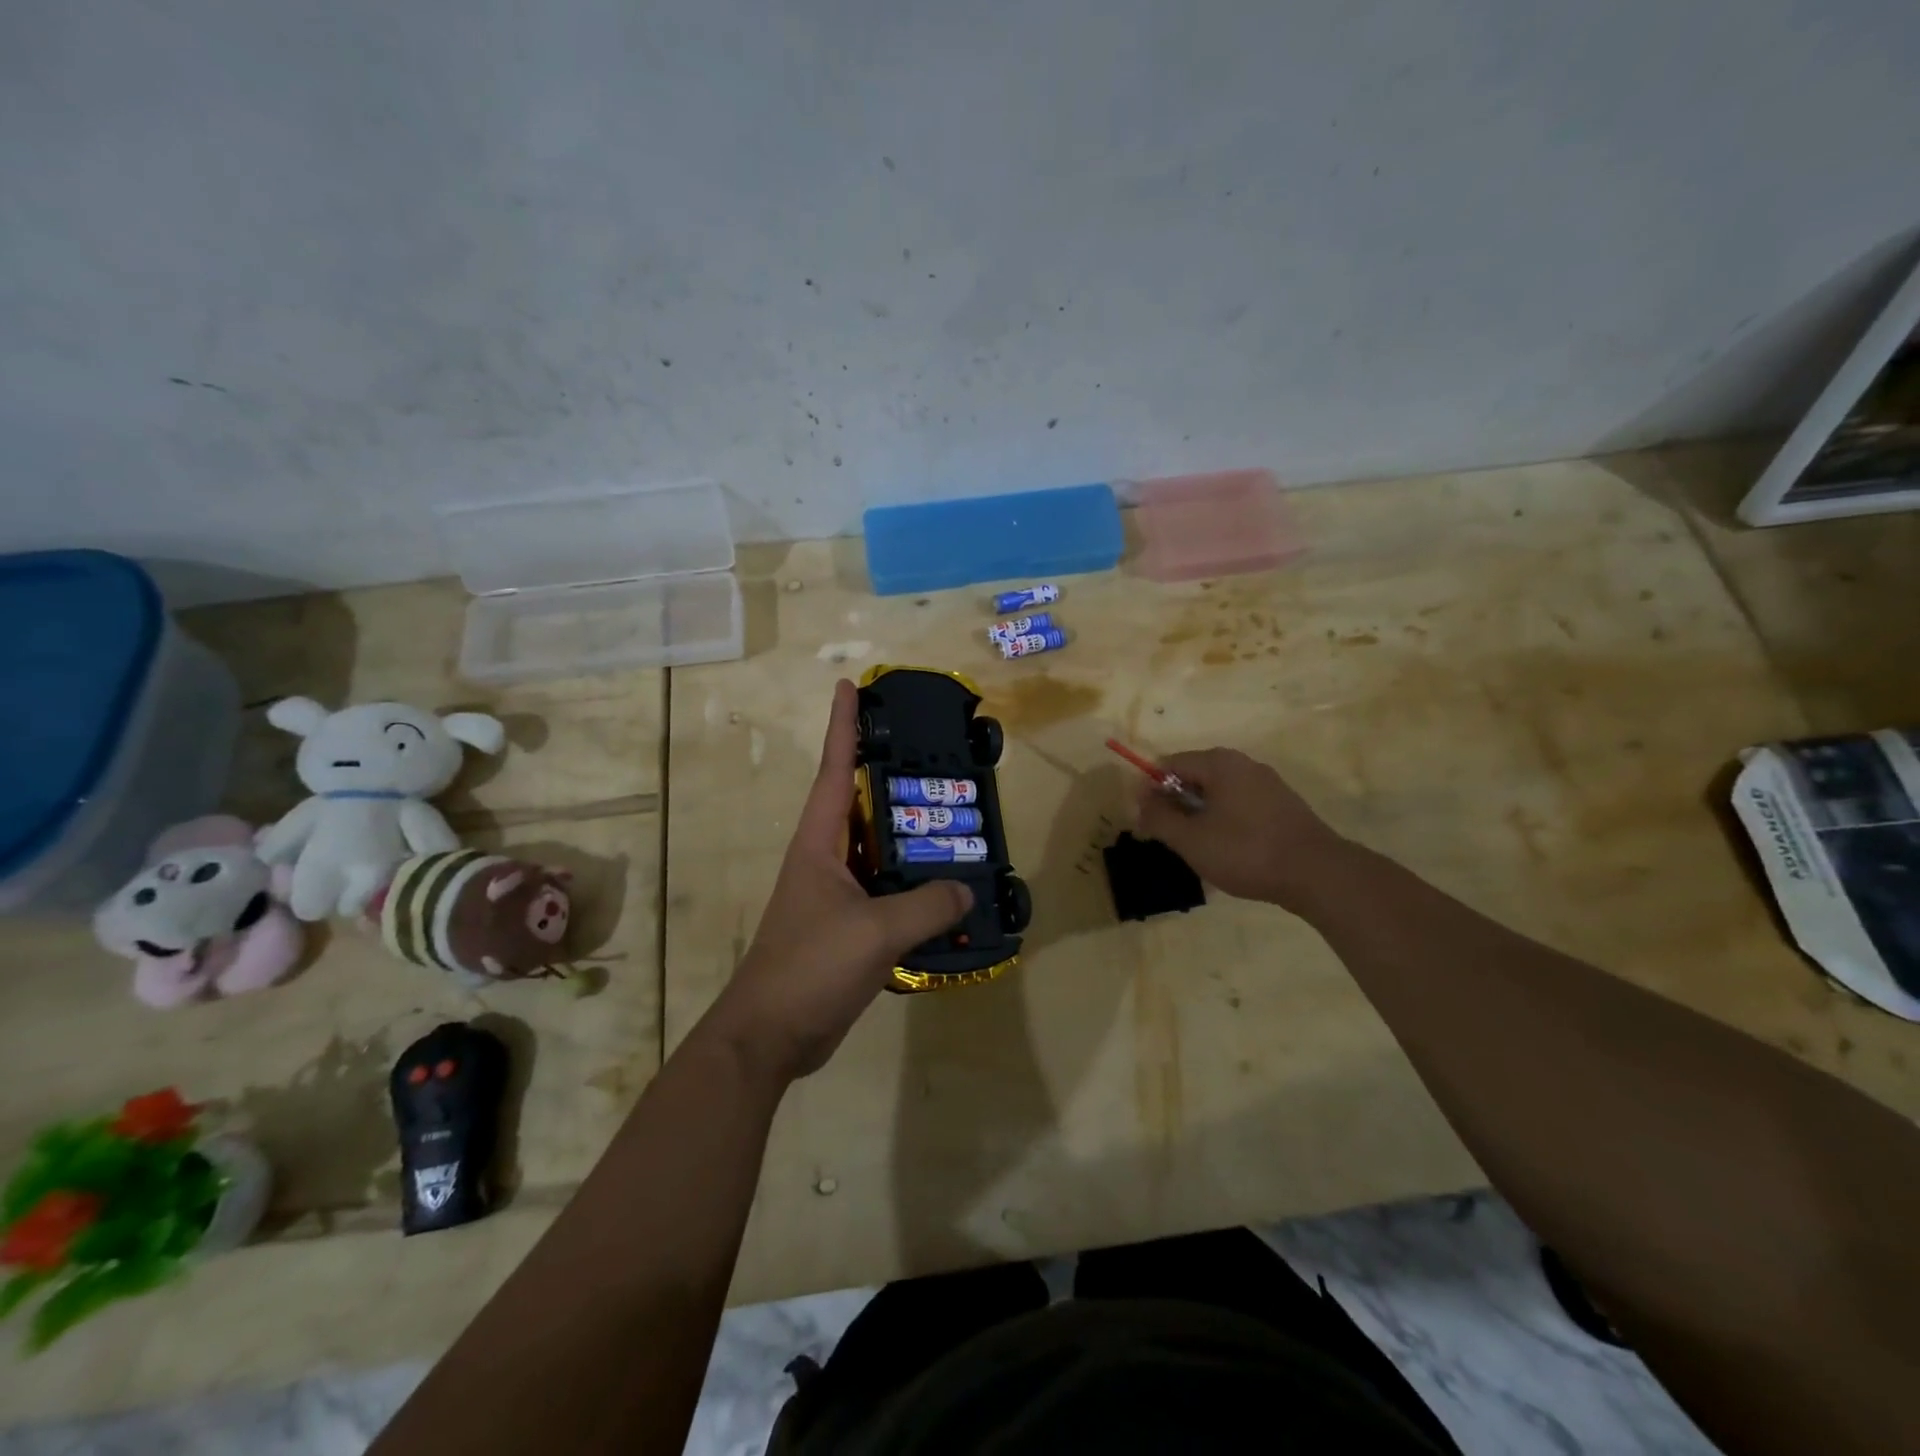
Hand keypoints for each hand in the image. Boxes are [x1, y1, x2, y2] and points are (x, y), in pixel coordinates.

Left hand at [707, 680, 972, 1081]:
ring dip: (910, 834)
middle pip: (861, 803)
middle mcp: (827, 858)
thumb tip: (967, 891)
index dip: (842, 725)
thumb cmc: (810, 967)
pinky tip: (949, 888)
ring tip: (955, 815)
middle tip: (935, 752)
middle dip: (891, 774)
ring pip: (880, 849)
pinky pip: (889, 890)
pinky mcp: (850, 926)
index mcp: (819, 842)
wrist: (772, 1035)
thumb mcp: (874, 932)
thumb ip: (926, 906)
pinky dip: (915, 884)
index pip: (833, 769)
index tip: (849, 685)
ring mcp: (837, 893)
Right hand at [1135, 748, 1348, 912]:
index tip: (1145, 822)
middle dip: (1174, 804)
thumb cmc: (1245, 851)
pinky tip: (1226, 849)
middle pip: (1194, 776)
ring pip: (1217, 793)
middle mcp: (1243, 764)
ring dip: (1198, 815)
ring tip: (1195, 848)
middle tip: (1167, 837)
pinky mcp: (1282, 805)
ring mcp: (1266, 783)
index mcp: (1219, 763)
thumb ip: (1159, 817)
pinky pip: (1239, 804)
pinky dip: (1223, 820)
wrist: (1316, 874)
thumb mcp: (1190, 839)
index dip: (1150, 790)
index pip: (1169, 764)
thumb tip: (1139, 801)